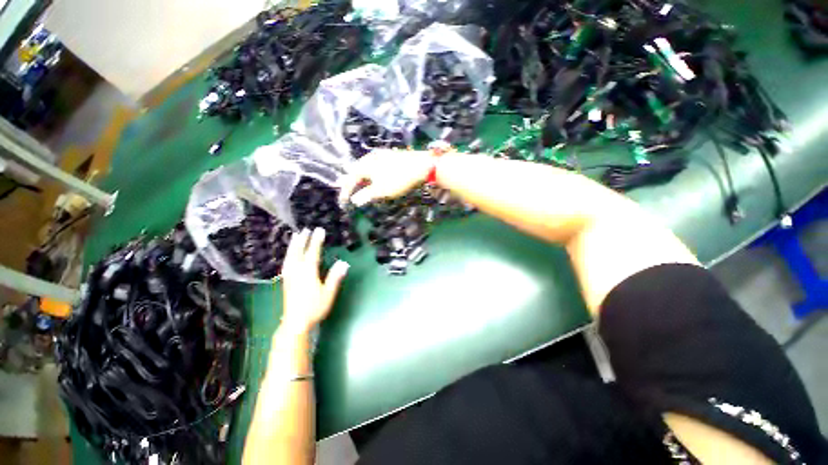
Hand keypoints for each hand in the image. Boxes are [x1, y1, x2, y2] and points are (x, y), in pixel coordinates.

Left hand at [280, 228, 348, 334]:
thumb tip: (344, 263)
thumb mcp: (328, 293)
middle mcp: (297, 272)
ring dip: (293, 245)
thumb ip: (335, 277)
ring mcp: (289, 276)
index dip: (316, 241)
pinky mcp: (286, 281)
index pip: (313, 253)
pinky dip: (288, 255)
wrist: (295, 323)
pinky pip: (286, 263)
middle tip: (305, 229)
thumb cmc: (315, 308)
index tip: (319, 230)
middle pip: (298, 252)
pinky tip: (289, 255)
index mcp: (308, 273)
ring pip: (290, 257)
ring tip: (295, 236)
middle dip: (302, 240)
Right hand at [337, 149, 435, 205]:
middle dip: (353, 184)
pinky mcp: (390, 156)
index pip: (350, 179)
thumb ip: (366, 195)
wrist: (421, 165)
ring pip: (366, 169)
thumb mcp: (381, 190)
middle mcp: (370, 158)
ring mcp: (381, 155)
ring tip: (362, 189)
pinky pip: (374, 167)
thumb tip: (354, 200)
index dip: (345, 191)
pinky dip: (371, 176)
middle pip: (356, 172)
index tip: (343, 202)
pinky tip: (376, 181)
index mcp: (365, 165)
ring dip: (362, 180)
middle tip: (350, 194)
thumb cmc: (399, 179)